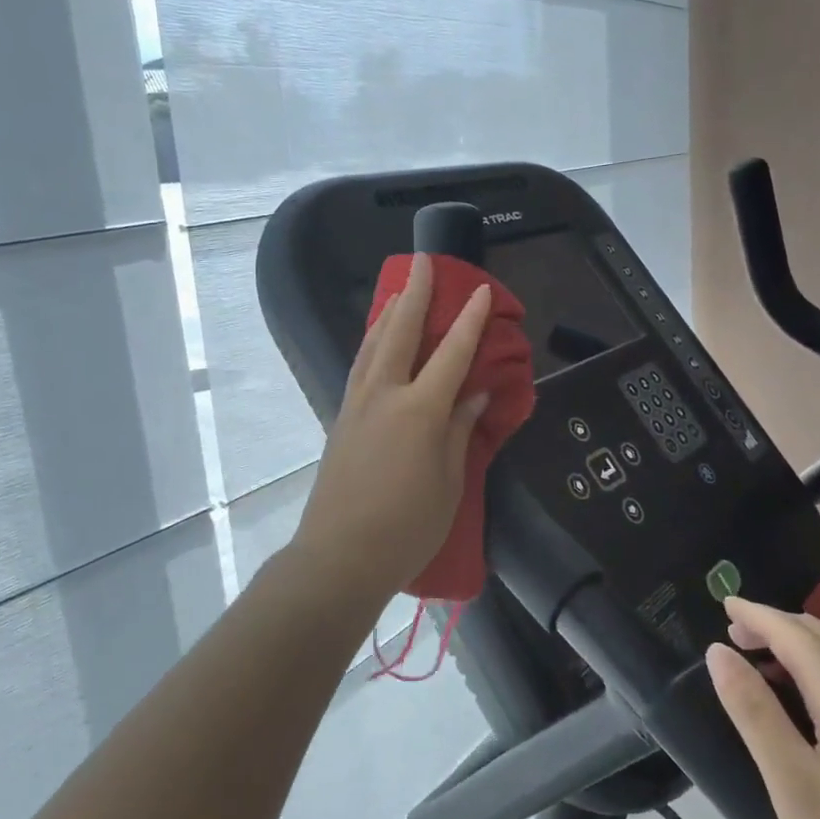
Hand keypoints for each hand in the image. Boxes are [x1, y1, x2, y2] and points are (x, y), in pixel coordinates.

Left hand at [291, 253, 492, 594]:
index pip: (452, 353)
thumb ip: (460, 430)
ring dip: (388, 312)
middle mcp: (385, 395)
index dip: (469, 320)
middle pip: (401, 332)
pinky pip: (360, 365)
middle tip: (423, 261)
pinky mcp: (341, 419)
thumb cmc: (406, 526)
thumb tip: (474, 394)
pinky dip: (372, 341)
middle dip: (415, 294)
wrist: (339, 556)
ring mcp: (358, 404)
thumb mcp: (449, 482)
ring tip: (398, 290)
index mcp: (420, 410)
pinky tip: (376, 340)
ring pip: (373, 344)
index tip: (480, 290)